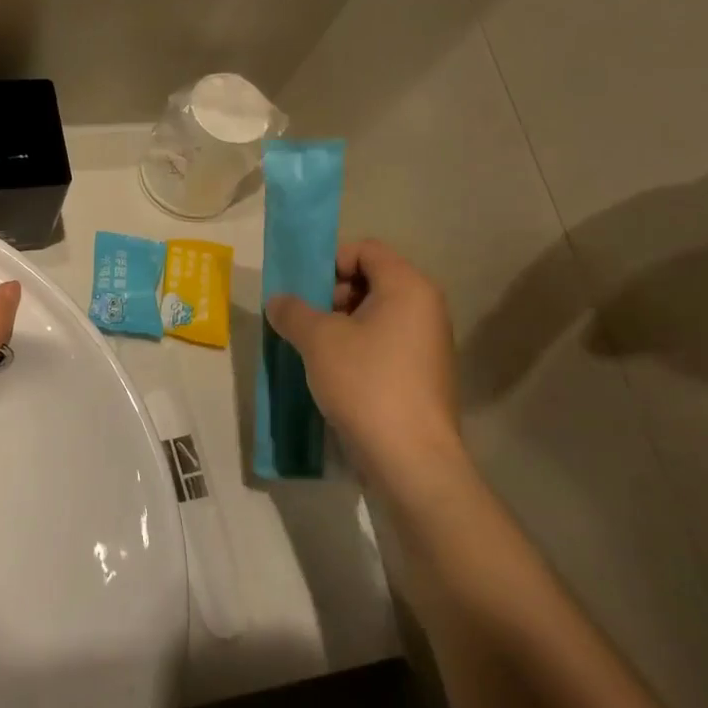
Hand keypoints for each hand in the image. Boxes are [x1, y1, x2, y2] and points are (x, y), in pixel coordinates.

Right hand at [266, 241, 469, 495]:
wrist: (410, 458)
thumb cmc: (366, 383)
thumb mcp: (318, 340)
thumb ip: (293, 311)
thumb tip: (279, 301)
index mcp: (408, 287)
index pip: (366, 249)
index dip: (330, 261)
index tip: (304, 290)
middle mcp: (426, 308)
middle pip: (371, 280)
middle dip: (331, 295)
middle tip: (304, 321)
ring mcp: (428, 344)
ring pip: (375, 316)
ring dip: (339, 325)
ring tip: (311, 350)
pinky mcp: (423, 375)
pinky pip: (384, 344)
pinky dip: (356, 349)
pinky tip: (332, 374)